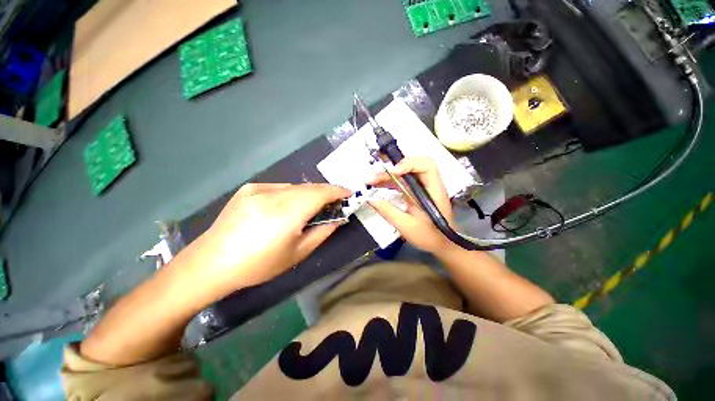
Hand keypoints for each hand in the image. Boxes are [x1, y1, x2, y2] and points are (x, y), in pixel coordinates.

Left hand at [198, 183, 350, 289]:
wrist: (211, 263)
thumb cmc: (259, 265)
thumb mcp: (298, 253)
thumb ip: (323, 232)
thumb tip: (338, 218)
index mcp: (287, 213)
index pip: (321, 193)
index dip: (338, 191)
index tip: (349, 194)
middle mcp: (274, 195)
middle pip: (310, 187)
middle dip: (326, 192)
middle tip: (333, 203)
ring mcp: (259, 189)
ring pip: (296, 186)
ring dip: (309, 194)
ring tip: (311, 207)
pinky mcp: (249, 188)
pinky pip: (280, 188)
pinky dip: (291, 194)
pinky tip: (285, 208)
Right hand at [368, 157, 456, 253]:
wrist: (441, 243)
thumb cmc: (429, 236)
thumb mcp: (406, 226)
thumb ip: (388, 212)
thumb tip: (370, 199)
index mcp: (433, 190)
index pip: (426, 165)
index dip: (409, 164)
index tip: (393, 171)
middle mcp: (428, 184)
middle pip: (412, 166)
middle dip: (391, 169)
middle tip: (372, 177)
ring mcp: (420, 187)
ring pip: (404, 173)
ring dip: (387, 175)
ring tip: (370, 181)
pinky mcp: (414, 192)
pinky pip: (401, 182)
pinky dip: (389, 182)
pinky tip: (377, 186)